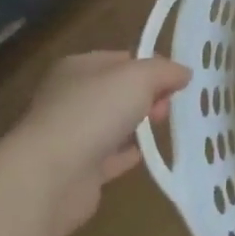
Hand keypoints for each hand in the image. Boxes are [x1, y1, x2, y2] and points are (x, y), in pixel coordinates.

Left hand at [1, 52, 191, 235]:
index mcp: (78, 67)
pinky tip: (144, 154)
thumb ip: (165, 71)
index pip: (122, 59)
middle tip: (167, 108)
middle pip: (119, 91)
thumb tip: (183, 73)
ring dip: (137, 124)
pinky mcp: (75, 170)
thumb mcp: (140, 77)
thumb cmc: (94, 112)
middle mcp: (69, 97)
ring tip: (162, 128)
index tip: (176, 81)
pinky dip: (126, 154)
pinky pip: (108, 156)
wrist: (50, 176)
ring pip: (113, 123)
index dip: (151, 67)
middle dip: (148, 96)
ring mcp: (70, 135)